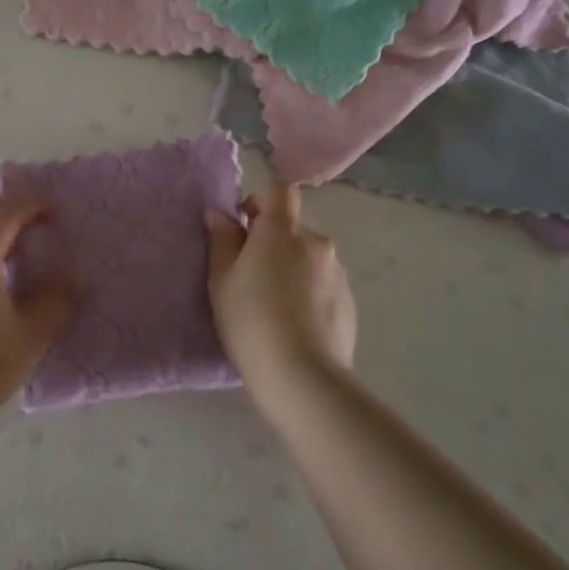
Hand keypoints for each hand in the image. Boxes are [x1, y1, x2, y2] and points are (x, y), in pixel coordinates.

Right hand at [204, 182, 356, 394]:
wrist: (302, 378)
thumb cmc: (251, 321)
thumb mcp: (221, 280)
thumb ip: (222, 241)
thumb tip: (219, 213)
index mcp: (281, 231)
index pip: (281, 192)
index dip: (263, 202)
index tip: (245, 226)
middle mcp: (315, 242)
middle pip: (293, 228)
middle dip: (274, 242)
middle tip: (251, 276)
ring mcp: (337, 273)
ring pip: (309, 258)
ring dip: (293, 268)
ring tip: (276, 306)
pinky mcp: (349, 302)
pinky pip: (324, 284)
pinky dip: (310, 293)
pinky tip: (296, 324)